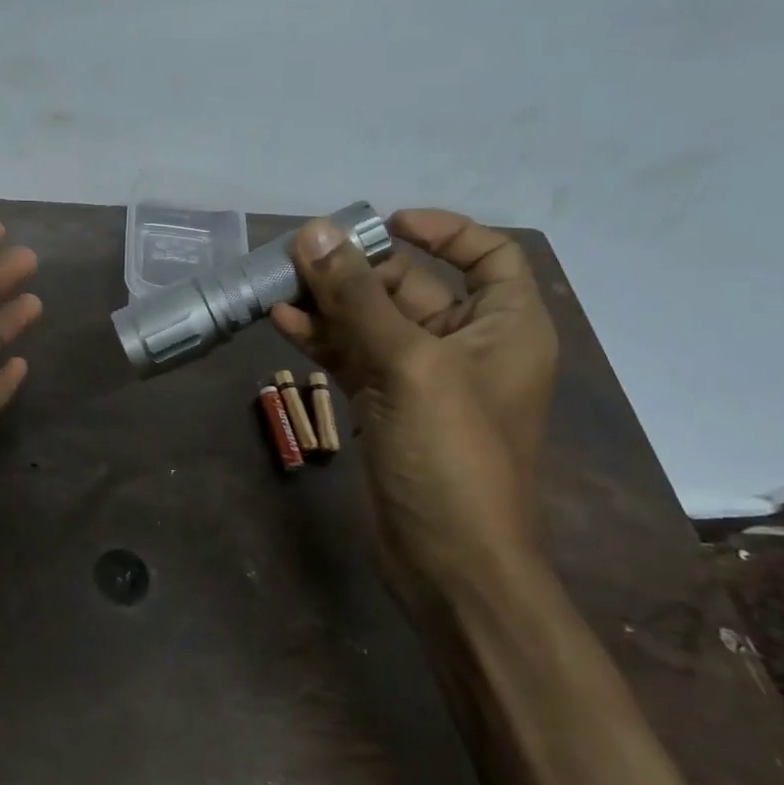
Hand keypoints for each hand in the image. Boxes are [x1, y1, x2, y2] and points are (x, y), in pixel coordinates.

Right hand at [271, 209, 558, 597]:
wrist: (449, 560)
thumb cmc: (452, 455)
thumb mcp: (409, 365)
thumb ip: (357, 297)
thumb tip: (314, 233)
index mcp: (505, 326)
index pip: (487, 255)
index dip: (443, 231)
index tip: (384, 224)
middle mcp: (467, 345)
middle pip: (410, 286)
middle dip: (356, 270)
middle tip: (299, 257)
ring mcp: (420, 378)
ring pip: (371, 322)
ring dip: (328, 303)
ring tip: (279, 285)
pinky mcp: (384, 405)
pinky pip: (351, 356)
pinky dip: (321, 339)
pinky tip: (282, 323)